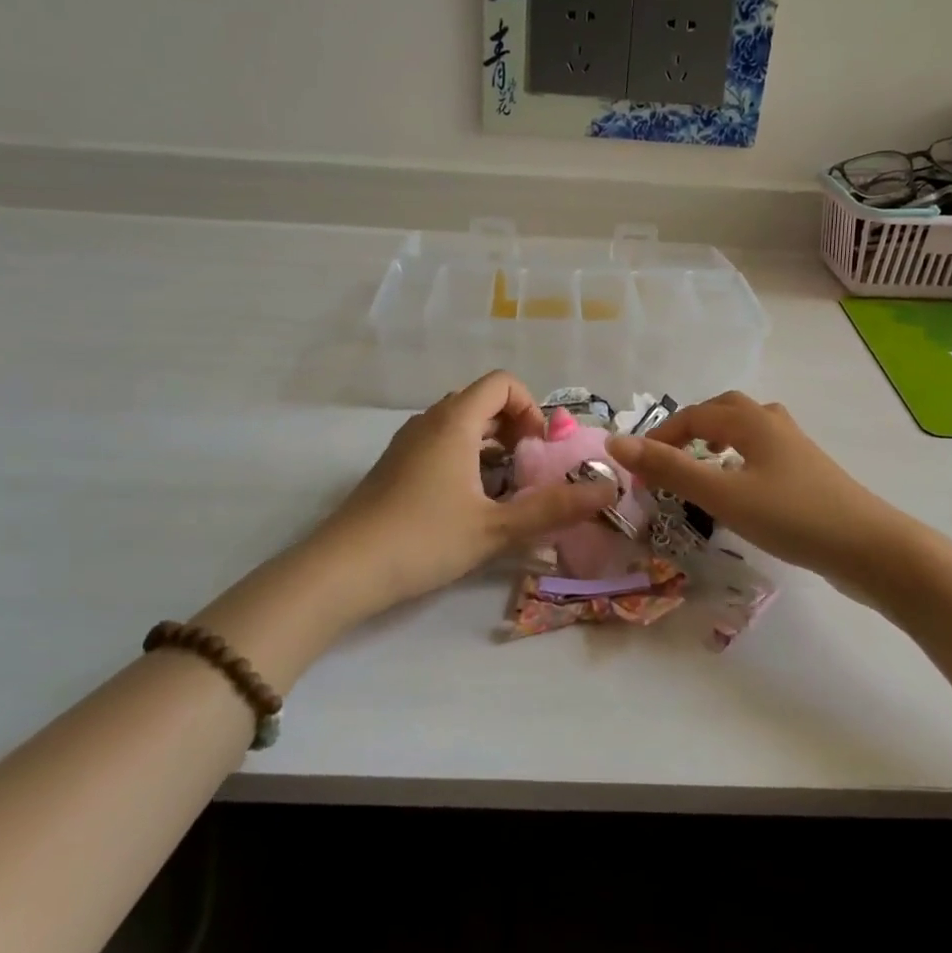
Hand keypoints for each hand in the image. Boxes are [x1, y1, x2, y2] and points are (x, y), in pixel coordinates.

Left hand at [316, 372, 611, 616]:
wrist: (343, 569)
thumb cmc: (424, 538)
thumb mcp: (496, 528)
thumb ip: (554, 508)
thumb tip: (608, 490)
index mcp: (454, 421)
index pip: (502, 383)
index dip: (530, 407)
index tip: (539, 449)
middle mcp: (429, 421)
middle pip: (482, 400)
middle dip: (514, 426)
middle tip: (528, 468)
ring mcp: (407, 443)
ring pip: (459, 423)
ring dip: (490, 444)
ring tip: (504, 487)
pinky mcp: (394, 466)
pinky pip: (440, 443)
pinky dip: (465, 457)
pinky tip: (468, 502)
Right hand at [605, 391, 902, 583]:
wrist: (869, 547)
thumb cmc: (791, 516)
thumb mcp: (722, 493)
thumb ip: (670, 468)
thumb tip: (616, 442)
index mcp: (751, 420)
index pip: (693, 415)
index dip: (661, 436)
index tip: (639, 467)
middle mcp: (773, 423)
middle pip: (725, 409)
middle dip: (691, 427)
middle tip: (670, 457)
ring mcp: (796, 447)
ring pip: (748, 428)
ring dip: (719, 438)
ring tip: (704, 463)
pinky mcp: (809, 472)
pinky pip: (764, 450)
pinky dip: (741, 457)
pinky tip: (742, 486)